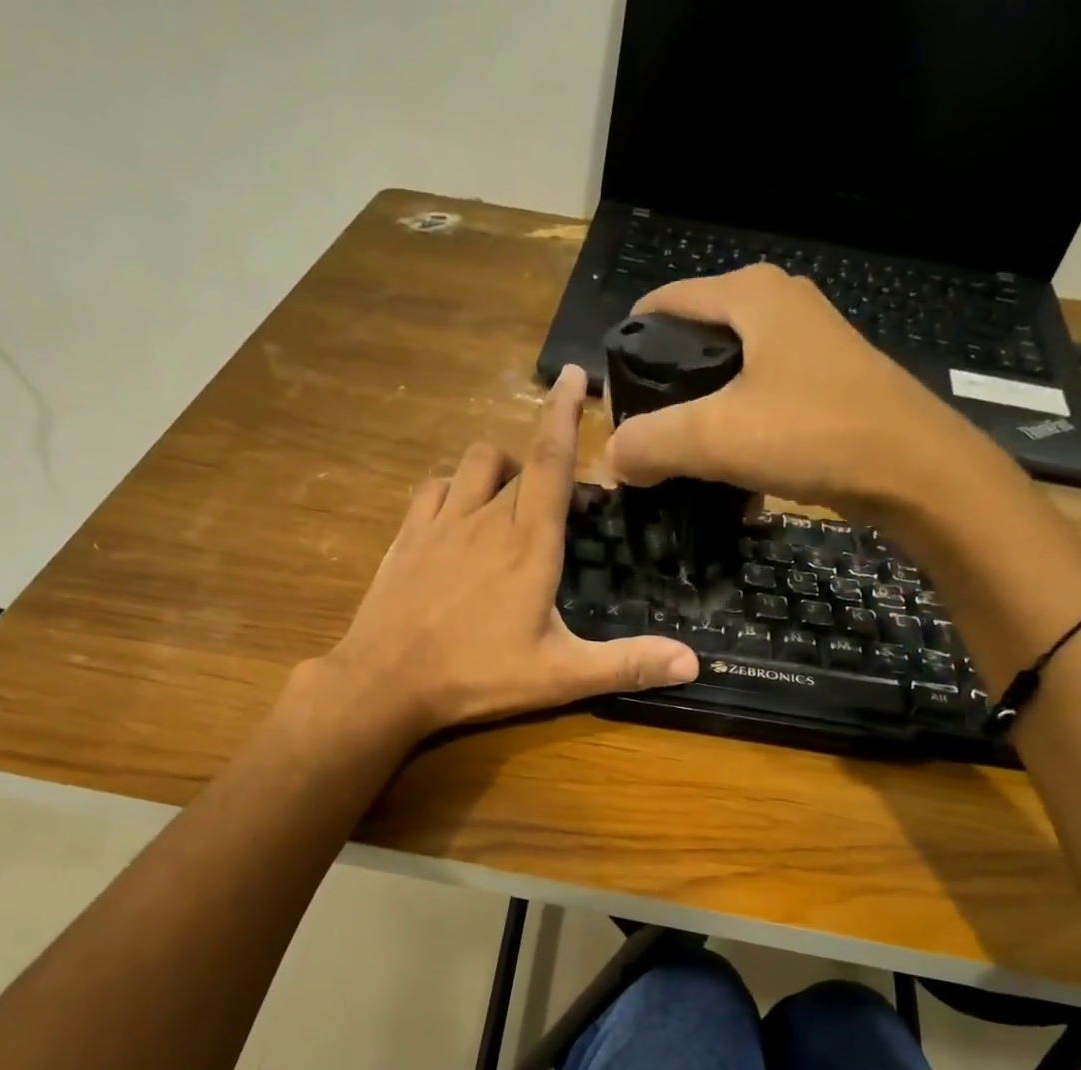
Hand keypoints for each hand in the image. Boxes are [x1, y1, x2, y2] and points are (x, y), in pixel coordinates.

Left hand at [311, 366, 698, 738]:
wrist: (386, 682)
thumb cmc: (477, 676)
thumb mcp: (560, 676)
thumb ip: (626, 664)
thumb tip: (693, 664)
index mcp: (529, 544)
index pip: (552, 460)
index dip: (564, 414)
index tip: (574, 375)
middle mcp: (485, 519)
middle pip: (519, 462)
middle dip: (542, 459)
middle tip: (559, 493)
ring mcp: (440, 524)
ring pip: (473, 464)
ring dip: (498, 468)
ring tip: (510, 498)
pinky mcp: (407, 538)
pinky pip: (433, 489)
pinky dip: (452, 488)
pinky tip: (457, 514)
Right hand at [599, 264, 1018, 515]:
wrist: (912, 470)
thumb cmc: (812, 432)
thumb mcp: (716, 436)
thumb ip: (651, 442)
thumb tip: (612, 457)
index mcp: (750, 296)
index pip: (664, 305)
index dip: (628, 349)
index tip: (611, 404)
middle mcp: (779, 308)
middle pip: (695, 342)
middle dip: (662, 391)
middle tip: (641, 441)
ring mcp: (806, 348)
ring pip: (727, 378)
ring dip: (698, 418)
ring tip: (675, 462)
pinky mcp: (823, 388)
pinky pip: (757, 403)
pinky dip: (734, 432)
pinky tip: (725, 472)